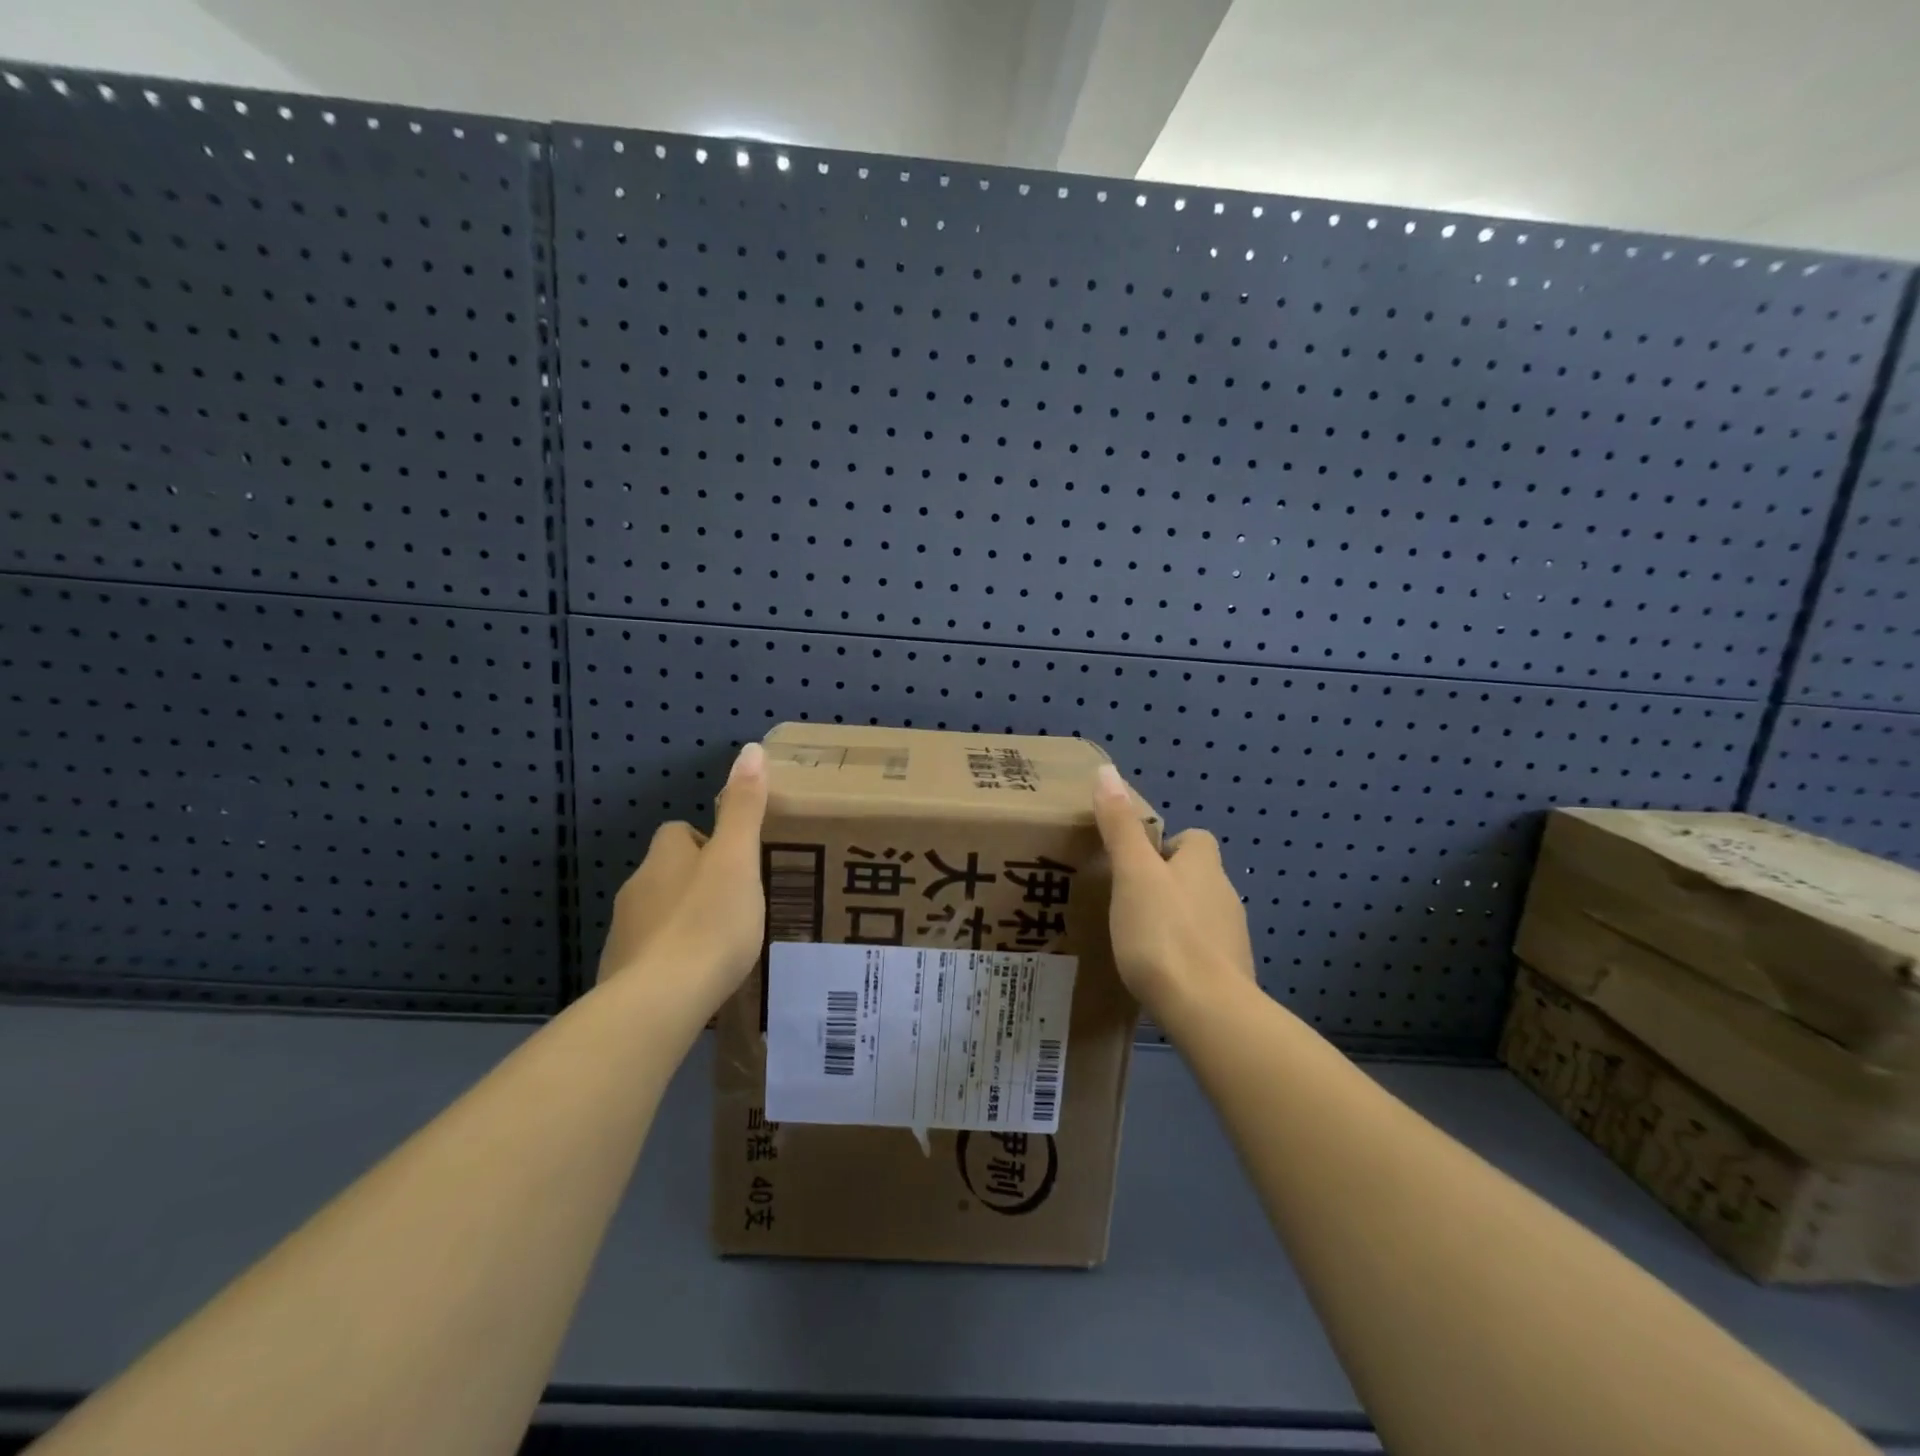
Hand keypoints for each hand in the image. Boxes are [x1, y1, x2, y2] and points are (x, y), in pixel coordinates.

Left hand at [596, 742, 768, 1020]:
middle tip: (737, 903)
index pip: (679, 833)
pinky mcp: (620, 975)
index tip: (736, 864)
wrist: (659, 1001)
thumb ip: (744, 808)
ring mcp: (624, 934)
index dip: (707, 842)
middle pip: (668, 873)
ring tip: (722, 943)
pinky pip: (651, 954)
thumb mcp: (739, 860)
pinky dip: (672, 958)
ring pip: (659, 913)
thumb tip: (750, 749)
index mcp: (664, 858)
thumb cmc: (709, 922)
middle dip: (697, 882)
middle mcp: (637, 888)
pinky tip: (697, 977)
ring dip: (685, 919)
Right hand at [1091, 763, 1256, 1022]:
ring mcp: (1231, 937)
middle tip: (1127, 901)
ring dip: (1175, 919)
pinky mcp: (1230, 974)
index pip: (1194, 839)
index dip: (1167, 846)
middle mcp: (1225, 894)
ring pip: (1200, 915)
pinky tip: (1158, 972)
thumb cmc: (1163, 933)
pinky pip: (1203, 952)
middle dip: (1167, 884)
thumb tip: (1107, 772)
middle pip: (1197, 877)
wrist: (1207, 1010)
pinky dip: (1183, 954)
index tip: (1136, 864)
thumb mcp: (1132, 874)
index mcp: (1204, 866)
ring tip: (1137, 938)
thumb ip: (1120, 826)